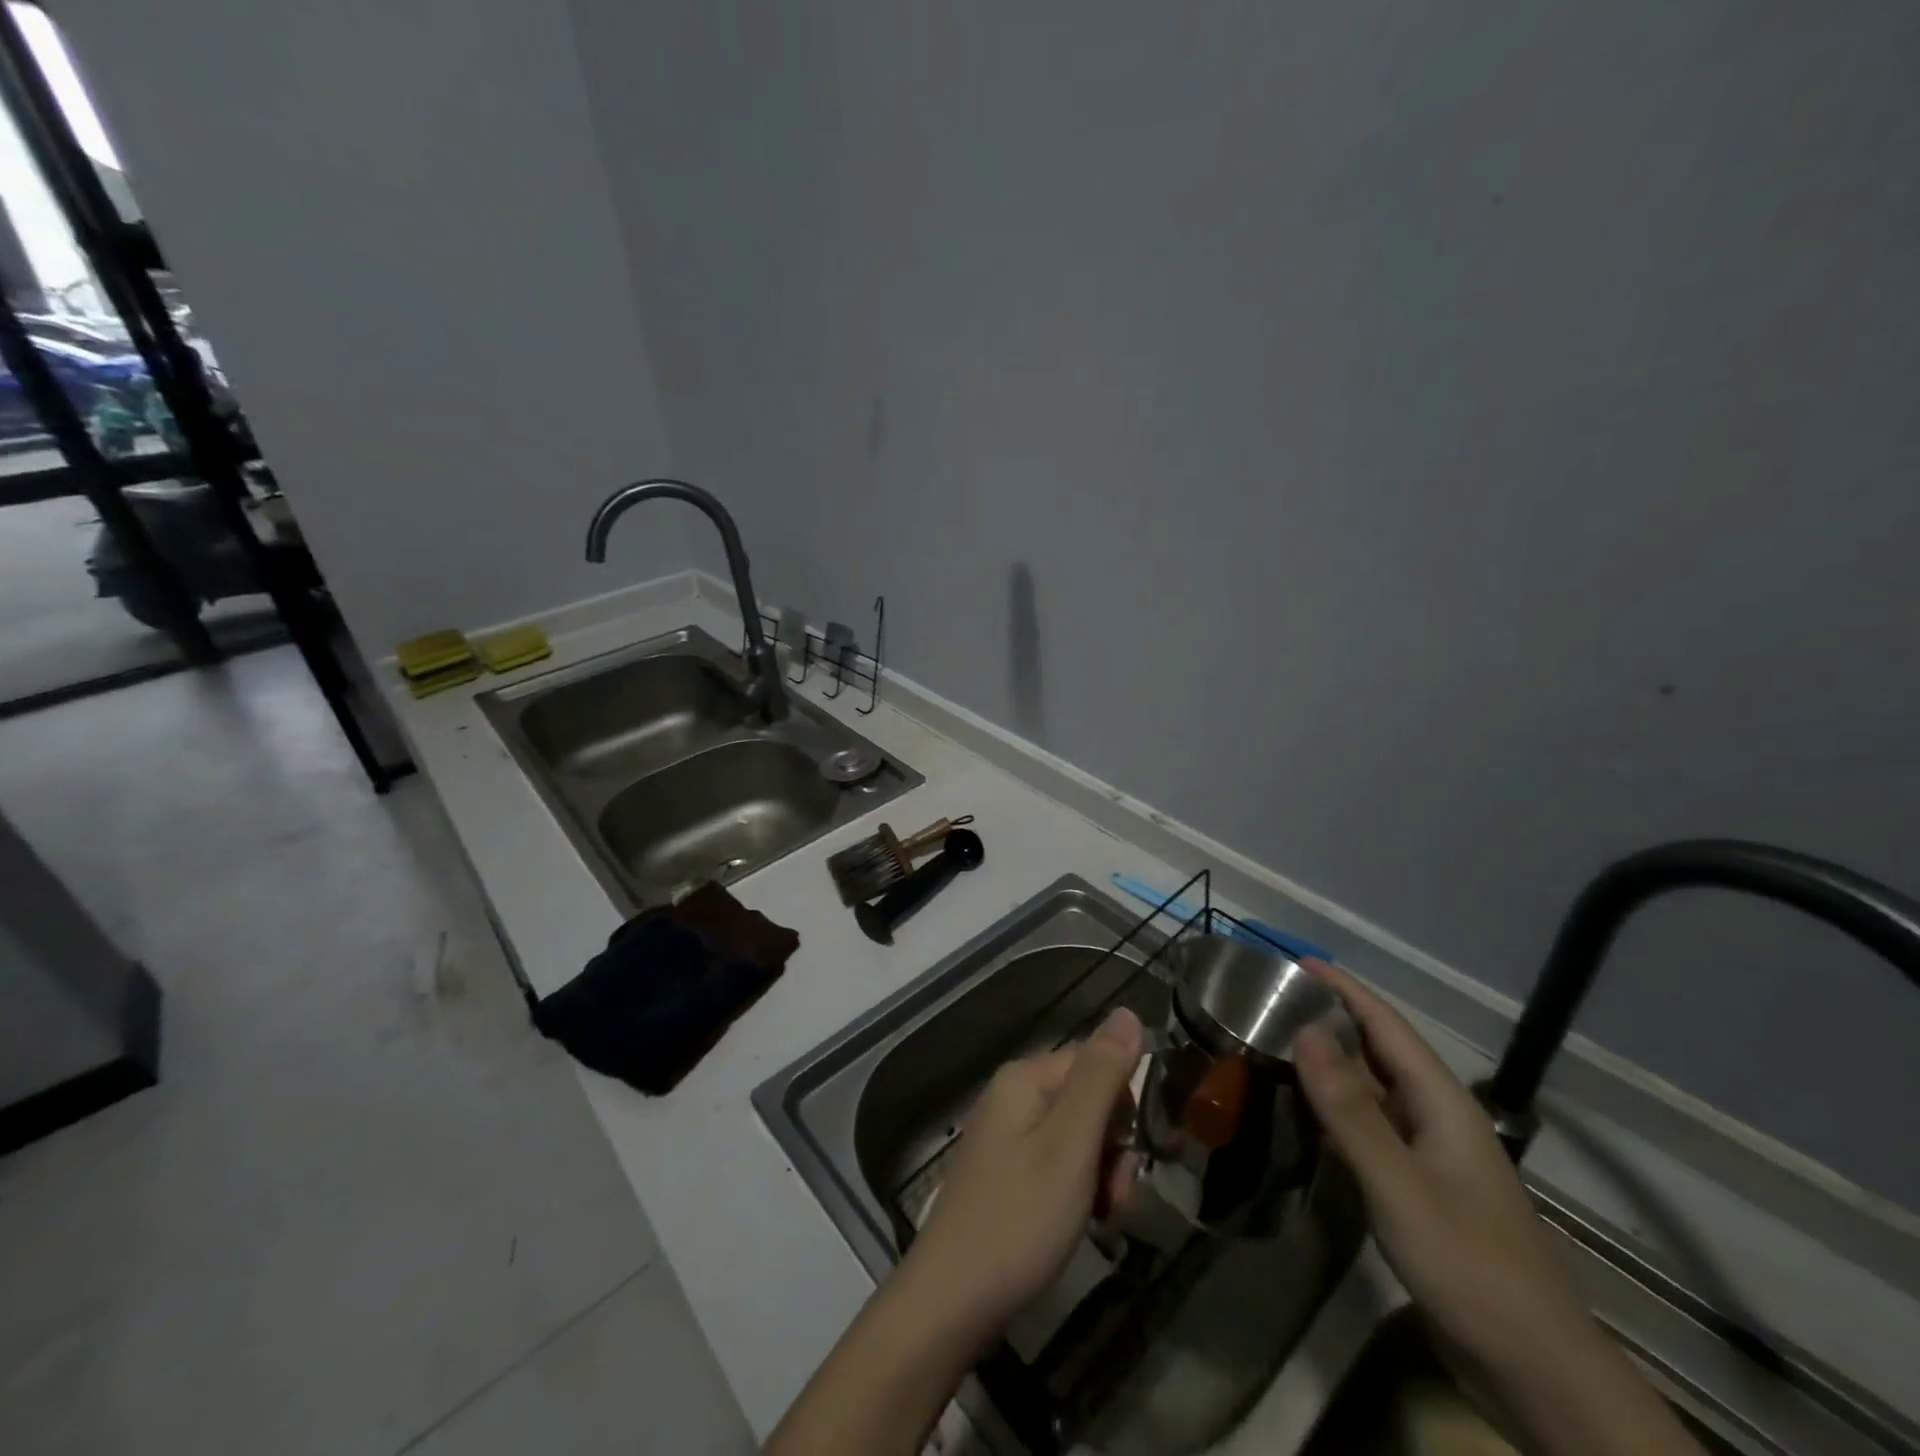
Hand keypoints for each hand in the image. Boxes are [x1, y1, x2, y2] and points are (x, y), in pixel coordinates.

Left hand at [904, 1006, 1144, 1349]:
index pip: (1098, 1063)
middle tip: (1115, 1198)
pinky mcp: (1008, 1174)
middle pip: (1090, 1102)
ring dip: (1101, 1177)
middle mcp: (1014, 1096)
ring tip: (1099, 1219)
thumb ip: (1101, 1076)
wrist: (952, 1300)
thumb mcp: (1070, 1145)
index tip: (1135, 1157)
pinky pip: (1059, 1166)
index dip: (1125, 1108)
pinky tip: (1080, 1225)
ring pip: (1080, 1139)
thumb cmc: (1018, 1217)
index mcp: (1026, 1077)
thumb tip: (1128, 1010)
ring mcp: (1008, 1136)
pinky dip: (1078, 1193)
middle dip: (1114, 1149)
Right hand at [1293, 961, 1702, 1455]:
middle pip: (1379, 1052)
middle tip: (1271, 1000)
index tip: (1296, 961)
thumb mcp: (1400, 1184)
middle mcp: (1436, 1118)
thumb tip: (1305, 1031)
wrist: (1535, 1369)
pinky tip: (1301, 1113)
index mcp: (1442, 1103)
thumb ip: (1350, 1109)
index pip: (1387, 1025)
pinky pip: (1369, 1130)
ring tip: (1274, 1044)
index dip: (1344, 989)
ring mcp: (1429, 1156)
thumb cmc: (1469, 1264)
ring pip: (1371, 1091)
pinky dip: (1333, 1110)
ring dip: (1328, 1064)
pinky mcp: (1418, 1189)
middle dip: (1331, 1019)